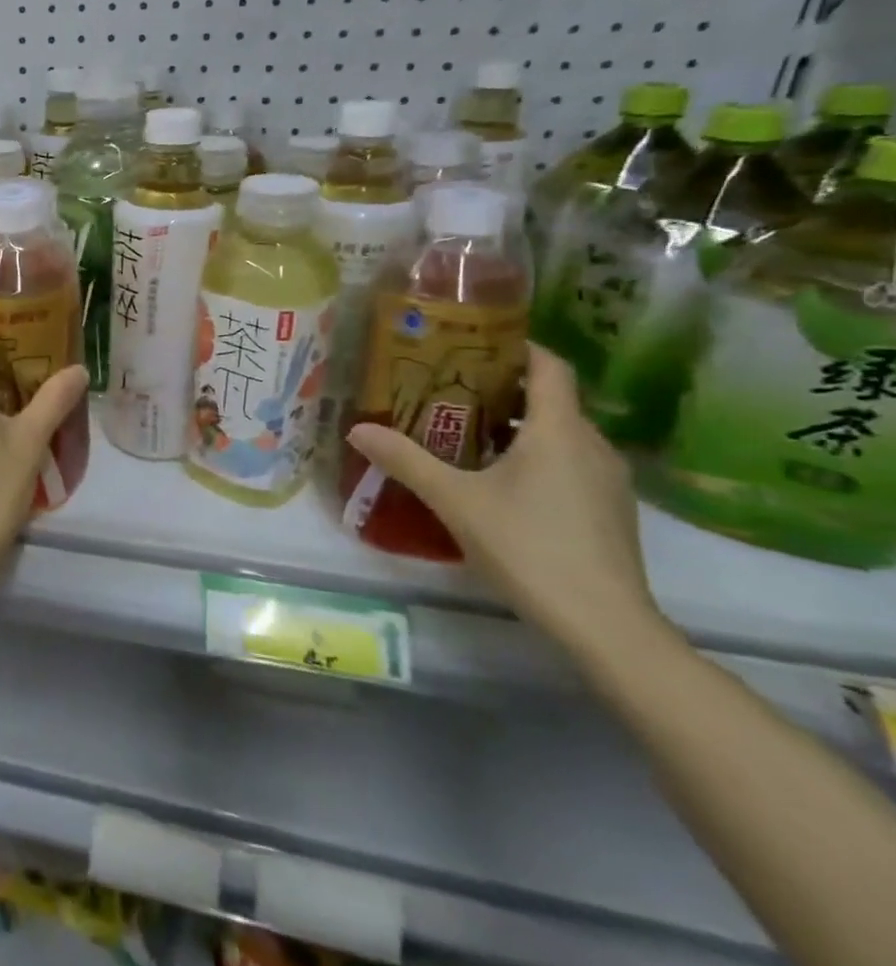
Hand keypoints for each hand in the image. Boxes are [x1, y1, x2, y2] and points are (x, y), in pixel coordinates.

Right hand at [345, 344, 663, 654]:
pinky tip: (497, 478)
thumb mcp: (455, 500)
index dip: (517, 346)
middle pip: (552, 399)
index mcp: (561, 431)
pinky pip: (569, 462)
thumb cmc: (528, 546)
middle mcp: (592, 446)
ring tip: (463, 431)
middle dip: (503, 387)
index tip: (473, 342)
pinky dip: (534, 454)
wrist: (604, 623)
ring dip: (517, 424)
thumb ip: (406, 461)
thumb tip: (357, 429)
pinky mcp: (607, 510)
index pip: (550, 366)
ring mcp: (606, 480)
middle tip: (448, 387)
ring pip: (560, 433)